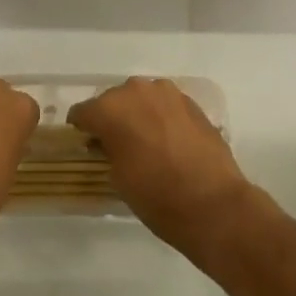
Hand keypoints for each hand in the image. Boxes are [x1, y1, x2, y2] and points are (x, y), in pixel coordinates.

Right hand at [68, 78, 257, 267]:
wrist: (214, 204)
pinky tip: (168, 140)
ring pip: (140, 98)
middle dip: (111, 119)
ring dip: (137, 114)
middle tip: (116, 146)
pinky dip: (160, 117)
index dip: (82, 129)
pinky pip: (164, 104)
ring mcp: (166, 92)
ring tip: (145, 141)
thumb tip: (108, 142)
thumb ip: (107, 150)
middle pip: (112, 100)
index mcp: (110, 109)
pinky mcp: (189, 101)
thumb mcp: (117, 179)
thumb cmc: (157, 197)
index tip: (85, 144)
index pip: (83, 112)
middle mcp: (135, 90)